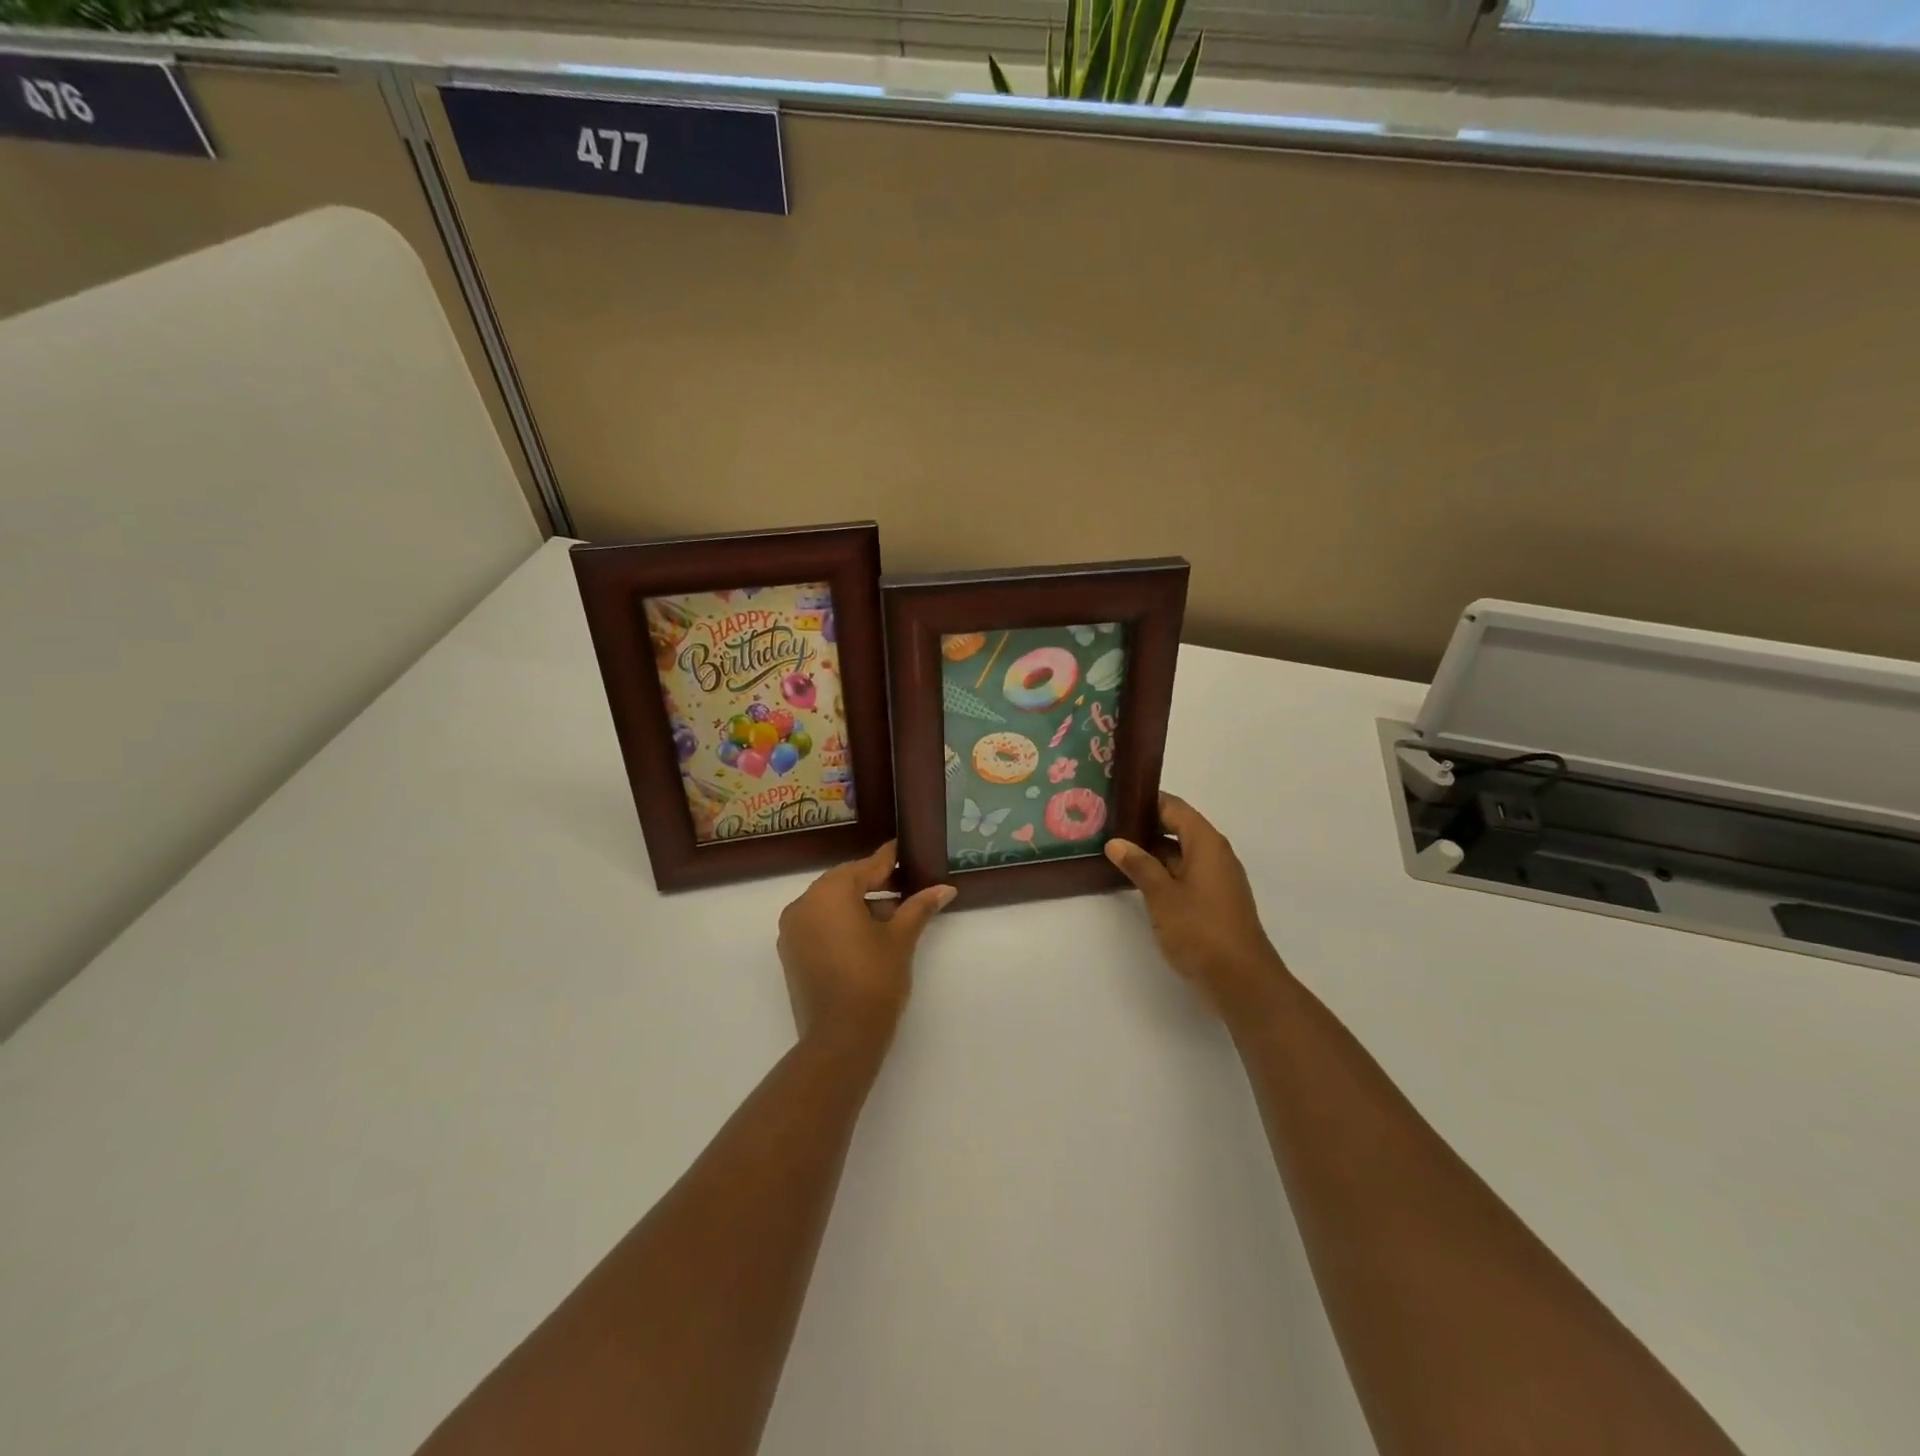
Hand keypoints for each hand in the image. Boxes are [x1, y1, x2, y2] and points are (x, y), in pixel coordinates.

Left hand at [777, 841, 954, 1045]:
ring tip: (892, 916)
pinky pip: (818, 924)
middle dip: (874, 884)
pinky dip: (840, 922)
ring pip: (829, 904)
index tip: (901, 850)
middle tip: (904, 885)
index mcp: (829, 893)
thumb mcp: (900, 939)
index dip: (887, 860)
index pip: (864, 867)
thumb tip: (946, 889)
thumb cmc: (874, 979)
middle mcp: (804, 904)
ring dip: (858, 904)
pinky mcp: (791, 953)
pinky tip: (867, 935)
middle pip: (844, 883)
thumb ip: (919, 907)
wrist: (841, 1038)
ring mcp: (792, 930)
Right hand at [1105, 793, 1288, 1018]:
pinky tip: (1136, 882)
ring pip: (1180, 854)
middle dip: (1145, 827)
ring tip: (1115, 852)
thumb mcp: (1161, 895)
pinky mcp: (1214, 902)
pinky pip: (1185, 875)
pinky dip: (1163, 873)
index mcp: (1207, 843)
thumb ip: (1138, 865)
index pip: (1175, 807)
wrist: (1241, 980)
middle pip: (1178, 828)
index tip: (1117, 802)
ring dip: (1152, 853)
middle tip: (1108, 827)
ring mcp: (1217, 880)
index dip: (1147, 801)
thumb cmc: (1200, 929)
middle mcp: (1215, 855)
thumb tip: (1116, 842)